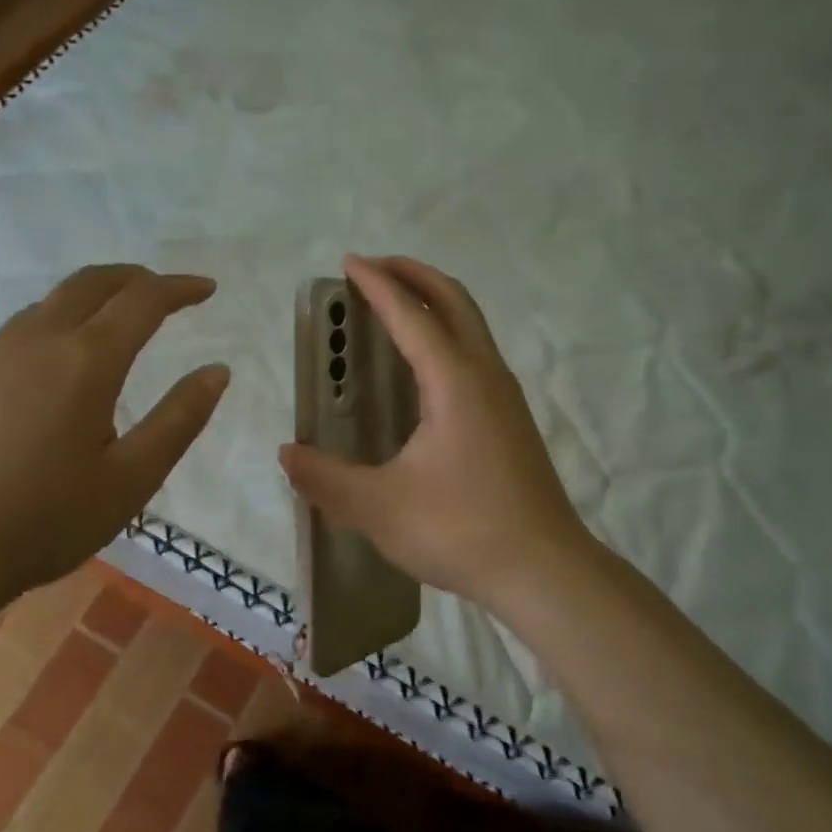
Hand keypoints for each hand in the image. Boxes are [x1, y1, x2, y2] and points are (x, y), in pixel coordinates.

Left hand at [0, 264, 229, 612]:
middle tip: (166, 293)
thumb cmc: (46, 520)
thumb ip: (180, 419)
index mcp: (85, 361)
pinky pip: (19, 331)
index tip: (207, 289)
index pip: (142, 300)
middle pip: (91, 282)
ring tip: (117, 324)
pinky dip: (57, 325)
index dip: (179, 289)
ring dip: (93, 299)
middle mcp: (36, 341)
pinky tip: (58, 367)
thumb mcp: (132, 478)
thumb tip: (217, 371)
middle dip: (135, 278)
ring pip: (50, 303)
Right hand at [279, 255, 591, 610]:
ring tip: (397, 307)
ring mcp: (506, 396)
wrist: (544, 570)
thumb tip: (287, 454)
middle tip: (376, 267)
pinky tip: (427, 368)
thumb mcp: (379, 508)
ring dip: (435, 302)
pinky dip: (449, 333)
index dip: (377, 285)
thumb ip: (326, 479)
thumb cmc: (461, 530)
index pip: (411, 316)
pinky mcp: (513, 420)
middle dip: (414, 275)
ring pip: (472, 325)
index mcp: (455, 382)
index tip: (349, 262)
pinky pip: (477, 353)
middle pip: (454, 301)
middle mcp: (485, 375)